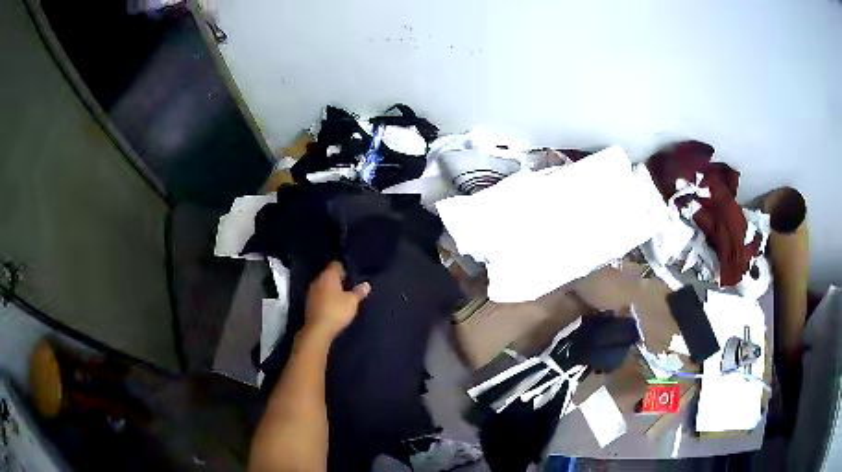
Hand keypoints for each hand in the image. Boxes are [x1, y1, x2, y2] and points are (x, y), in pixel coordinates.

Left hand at [303, 261, 370, 339]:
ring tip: (342, 296)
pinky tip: (333, 305)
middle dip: (337, 279)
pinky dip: (325, 298)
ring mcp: (311, 291)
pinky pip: (319, 295)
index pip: (336, 264)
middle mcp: (318, 280)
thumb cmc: (337, 311)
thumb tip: (366, 284)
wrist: (318, 329)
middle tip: (349, 286)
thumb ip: (359, 292)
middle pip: (328, 274)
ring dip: (331, 289)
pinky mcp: (309, 303)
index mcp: (328, 275)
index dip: (344, 268)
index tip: (351, 275)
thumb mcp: (352, 301)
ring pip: (323, 285)